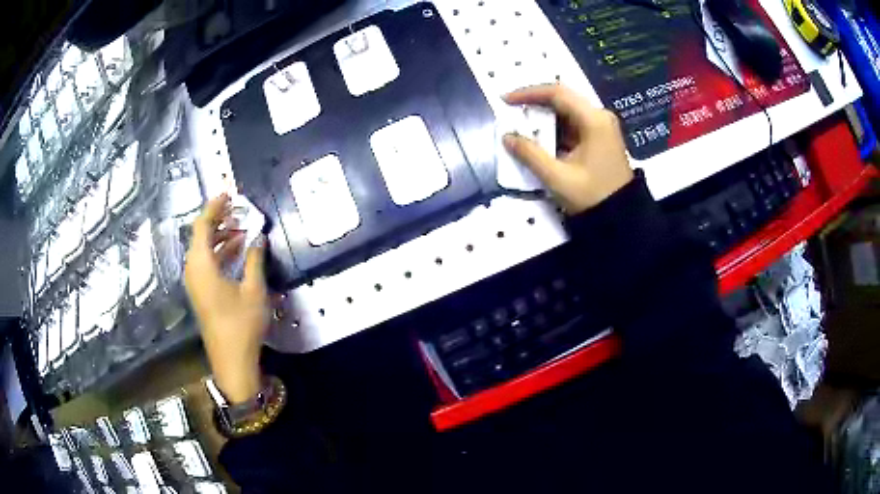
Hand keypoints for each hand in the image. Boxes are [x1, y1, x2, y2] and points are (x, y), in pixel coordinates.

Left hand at [184, 194, 268, 403]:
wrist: (231, 359)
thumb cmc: (241, 323)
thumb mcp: (253, 289)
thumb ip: (254, 259)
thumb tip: (259, 236)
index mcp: (202, 264)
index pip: (203, 225)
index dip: (214, 207)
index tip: (229, 194)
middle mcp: (193, 269)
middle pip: (201, 235)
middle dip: (218, 219)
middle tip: (238, 209)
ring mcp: (195, 282)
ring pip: (203, 249)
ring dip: (220, 236)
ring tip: (241, 226)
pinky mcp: (200, 291)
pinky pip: (206, 262)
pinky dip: (219, 251)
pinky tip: (236, 250)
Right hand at [503, 84, 634, 214]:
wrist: (622, 218)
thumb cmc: (592, 196)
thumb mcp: (558, 178)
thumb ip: (530, 155)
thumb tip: (507, 137)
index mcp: (594, 120)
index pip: (557, 93)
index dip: (528, 93)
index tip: (506, 100)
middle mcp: (600, 117)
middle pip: (563, 99)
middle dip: (535, 104)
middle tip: (511, 111)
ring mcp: (602, 127)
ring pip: (567, 111)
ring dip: (544, 117)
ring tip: (521, 125)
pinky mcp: (600, 138)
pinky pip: (573, 124)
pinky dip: (554, 128)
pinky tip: (540, 137)